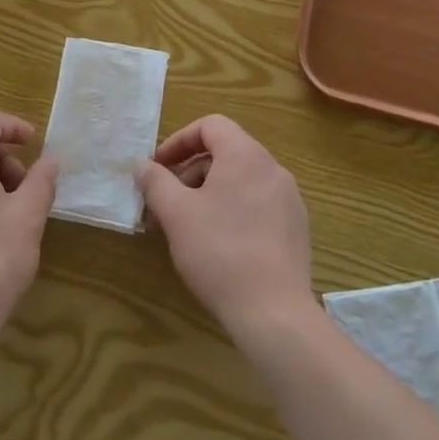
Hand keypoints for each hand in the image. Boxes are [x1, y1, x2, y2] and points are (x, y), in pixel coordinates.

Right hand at [139, 115, 314, 341]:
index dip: (179, 141)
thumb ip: (156, 182)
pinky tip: (218, 245)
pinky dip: (233, 210)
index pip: (210, 126)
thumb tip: (142, 165)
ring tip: (188, 227)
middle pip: (225, 153)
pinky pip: (258, 204)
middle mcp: (272, 168)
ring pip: (240, 180)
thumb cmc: (219, 252)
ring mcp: (289, 199)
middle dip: (190, 172)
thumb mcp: (176, 214)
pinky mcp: (296, 228)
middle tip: (166, 204)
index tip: (158, 168)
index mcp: (246, 155)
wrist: (274, 313)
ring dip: (209, 193)